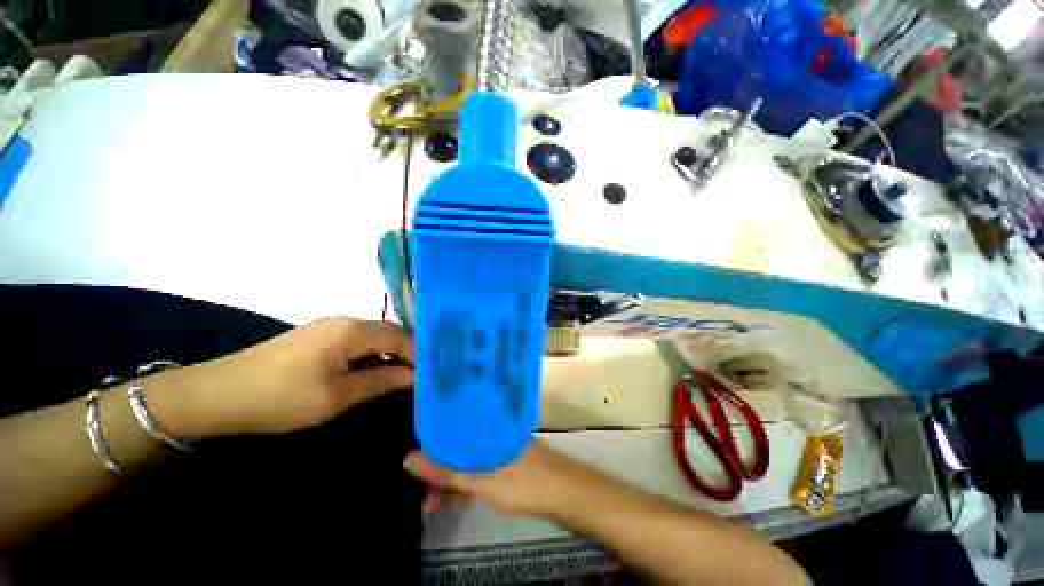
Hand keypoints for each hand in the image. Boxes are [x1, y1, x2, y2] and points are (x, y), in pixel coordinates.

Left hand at [166, 318, 413, 437]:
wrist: (219, 394)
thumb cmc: (281, 398)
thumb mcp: (337, 396)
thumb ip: (382, 382)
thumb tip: (415, 377)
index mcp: (352, 330)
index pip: (401, 336)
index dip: (421, 353)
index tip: (436, 371)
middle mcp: (346, 320)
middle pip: (391, 332)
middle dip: (411, 351)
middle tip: (428, 372)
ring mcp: (332, 326)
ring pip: (377, 336)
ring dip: (394, 353)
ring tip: (409, 373)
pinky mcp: (320, 336)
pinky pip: (360, 341)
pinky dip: (376, 354)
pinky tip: (380, 369)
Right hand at [403, 440, 580, 518]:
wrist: (567, 494)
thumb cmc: (525, 482)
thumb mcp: (482, 479)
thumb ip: (447, 472)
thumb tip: (408, 460)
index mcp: (485, 428)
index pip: (450, 429)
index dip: (429, 448)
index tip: (413, 469)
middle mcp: (491, 434)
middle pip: (457, 448)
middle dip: (439, 472)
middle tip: (424, 497)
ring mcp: (499, 449)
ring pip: (467, 462)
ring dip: (451, 482)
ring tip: (435, 505)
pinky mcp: (505, 464)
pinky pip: (479, 471)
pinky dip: (467, 485)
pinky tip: (458, 501)